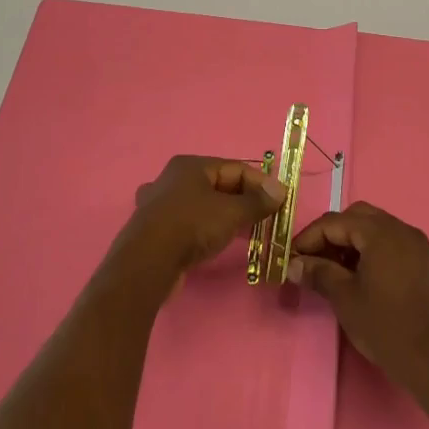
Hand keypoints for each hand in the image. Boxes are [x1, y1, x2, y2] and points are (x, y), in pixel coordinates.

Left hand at [120, 155, 284, 278]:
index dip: (260, 183)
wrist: (147, 262)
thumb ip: (257, 202)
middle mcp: (172, 179)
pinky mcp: (155, 229)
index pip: (234, 168)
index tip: (280, 201)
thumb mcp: (231, 212)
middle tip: (265, 218)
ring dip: (225, 216)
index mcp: (190, 166)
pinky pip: (189, 222)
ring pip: (202, 205)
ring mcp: (160, 204)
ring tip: (246, 231)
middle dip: (243, 200)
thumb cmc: (191, 226)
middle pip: (217, 185)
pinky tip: (214, 242)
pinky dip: (206, 229)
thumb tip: (280, 190)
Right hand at [289, 202, 428, 395]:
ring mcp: (415, 243)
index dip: (309, 237)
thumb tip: (293, 264)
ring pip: (374, 227)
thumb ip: (318, 272)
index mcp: (380, 232)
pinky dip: (371, 249)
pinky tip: (360, 274)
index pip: (335, 222)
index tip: (291, 257)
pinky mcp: (423, 260)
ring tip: (334, 269)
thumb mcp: (344, 298)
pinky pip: (390, 241)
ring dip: (351, 241)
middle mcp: (400, 228)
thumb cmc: (384, 325)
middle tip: (313, 259)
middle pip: (356, 217)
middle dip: (331, 234)